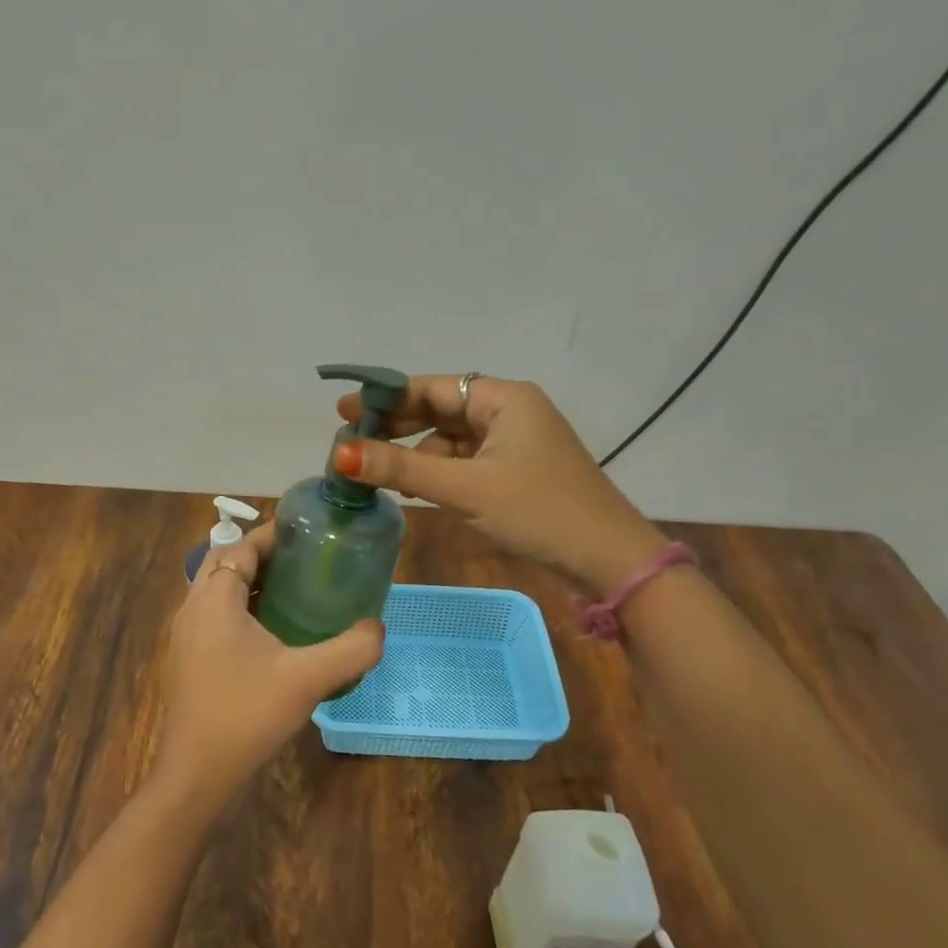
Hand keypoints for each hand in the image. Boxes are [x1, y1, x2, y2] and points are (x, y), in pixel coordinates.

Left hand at [154, 522, 383, 811]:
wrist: (198, 775)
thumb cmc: (247, 715)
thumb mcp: (308, 679)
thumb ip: (351, 650)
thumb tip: (378, 628)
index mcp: (214, 601)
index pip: (238, 547)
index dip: (270, 535)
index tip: (306, 532)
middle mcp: (192, 610)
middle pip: (223, 563)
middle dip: (260, 555)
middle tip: (303, 560)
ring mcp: (185, 637)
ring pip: (216, 591)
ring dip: (249, 582)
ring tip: (293, 589)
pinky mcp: (188, 660)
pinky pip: (214, 617)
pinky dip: (240, 609)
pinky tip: (273, 633)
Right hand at [333, 374, 665, 593]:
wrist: (607, 559)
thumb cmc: (538, 512)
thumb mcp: (465, 488)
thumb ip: (402, 469)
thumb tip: (339, 454)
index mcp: (504, 399)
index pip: (433, 388)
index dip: (386, 399)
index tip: (344, 413)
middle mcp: (510, 411)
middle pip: (441, 410)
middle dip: (397, 426)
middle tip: (350, 441)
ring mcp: (516, 442)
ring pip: (452, 438)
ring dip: (417, 453)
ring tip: (377, 472)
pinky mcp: (518, 470)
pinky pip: (467, 461)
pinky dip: (439, 471)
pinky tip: (415, 488)